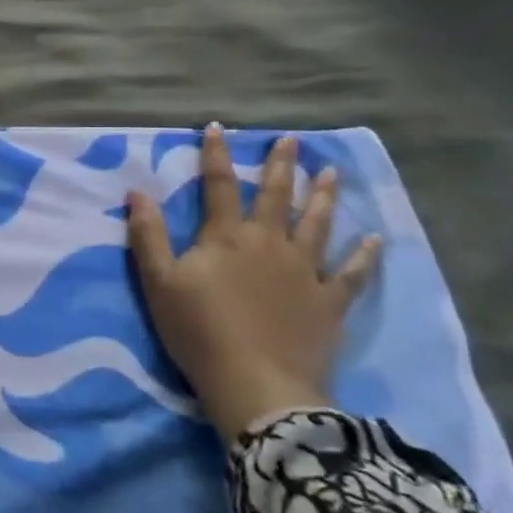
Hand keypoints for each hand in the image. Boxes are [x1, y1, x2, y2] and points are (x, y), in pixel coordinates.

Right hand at [126, 125, 381, 440]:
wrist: (256, 385)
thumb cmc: (199, 332)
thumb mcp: (159, 283)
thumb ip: (148, 235)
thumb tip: (136, 192)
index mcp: (226, 237)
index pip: (219, 184)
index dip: (216, 154)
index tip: (219, 127)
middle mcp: (269, 243)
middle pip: (275, 196)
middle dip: (281, 165)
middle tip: (291, 140)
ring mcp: (304, 271)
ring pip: (317, 224)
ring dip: (323, 196)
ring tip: (330, 172)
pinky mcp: (329, 302)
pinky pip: (351, 273)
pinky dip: (364, 256)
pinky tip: (375, 239)